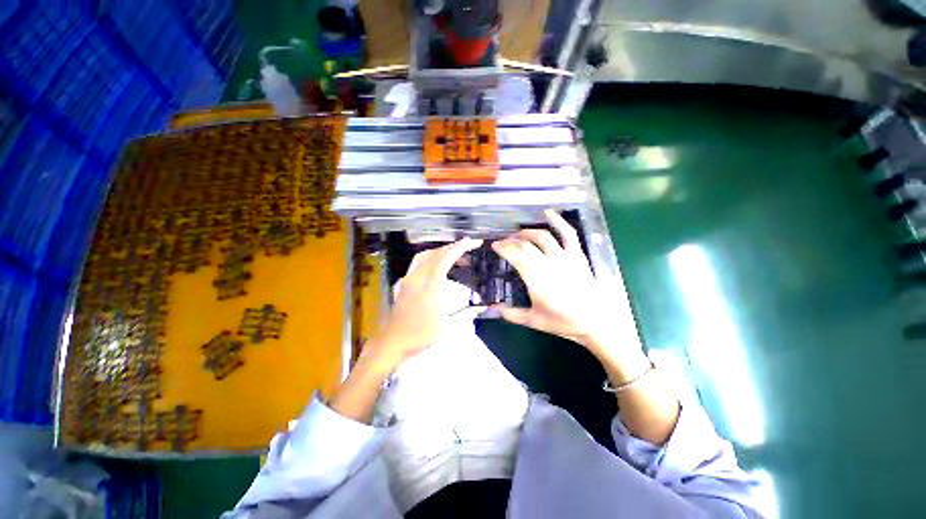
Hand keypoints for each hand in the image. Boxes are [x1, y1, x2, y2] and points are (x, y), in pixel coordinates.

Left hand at [364, 237, 482, 369]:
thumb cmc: (420, 334)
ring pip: (425, 255)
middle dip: (453, 247)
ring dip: (440, 251)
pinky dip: (430, 258)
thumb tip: (482, 307)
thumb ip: (466, 313)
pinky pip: (417, 263)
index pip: (446, 258)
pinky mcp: (404, 283)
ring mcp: (409, 278)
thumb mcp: (448, 326)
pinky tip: (435, 266)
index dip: (460, 248)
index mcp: (430, 284)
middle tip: (468, 247)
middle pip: (436, 253)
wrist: (393, 341)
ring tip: (453, 255)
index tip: (473, 241)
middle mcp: (418, 276)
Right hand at [491, 210, 645, 372]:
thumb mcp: (533, 321)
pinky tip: (548, 212)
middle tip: (502, 242)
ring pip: (542, 236)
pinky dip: (558, 221)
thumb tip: (494, 308)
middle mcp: (549, 263)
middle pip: (525, 245)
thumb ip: (511, 314)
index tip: (494, 246)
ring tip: (517, 234)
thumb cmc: (563, 322)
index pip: (515, 256)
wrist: (595, 321)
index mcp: (537, 279)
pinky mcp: (577, 255)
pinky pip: (568, 234)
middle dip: (510, 241)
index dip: (503, 248)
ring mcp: (565, 257)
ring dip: (526, 232)